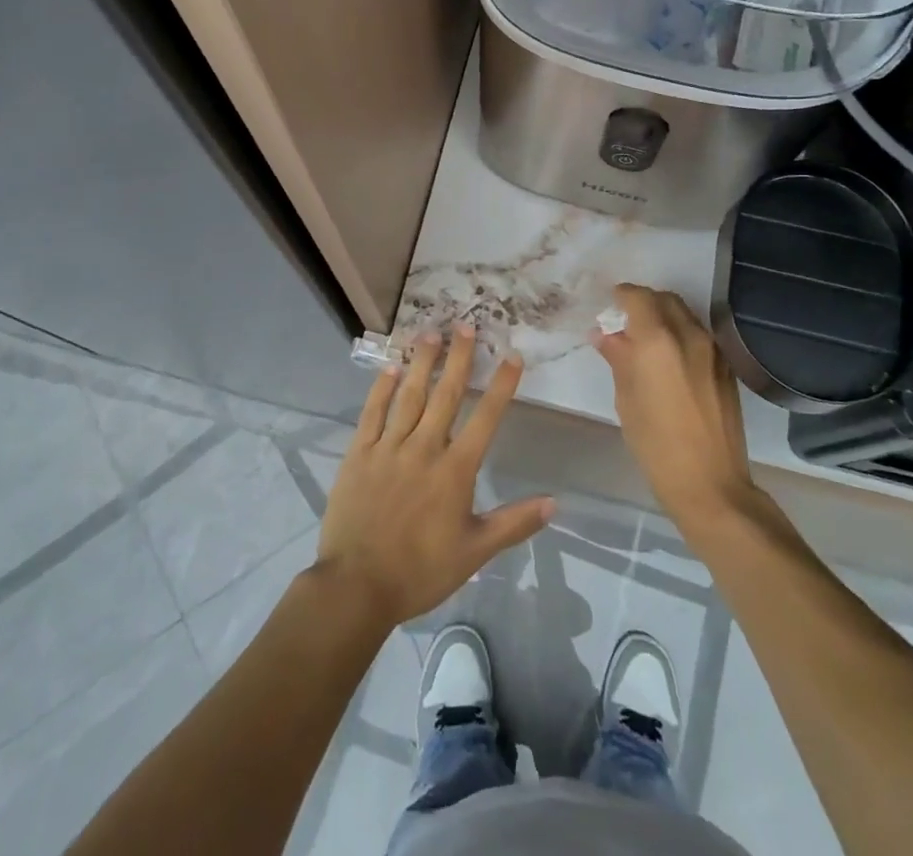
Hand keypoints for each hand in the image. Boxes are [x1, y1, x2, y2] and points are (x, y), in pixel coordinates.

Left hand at [314, 325, 554, 628]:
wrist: (357, 586)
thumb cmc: (421, 571)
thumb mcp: (475, 551)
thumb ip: (515, 523)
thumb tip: (555, 502)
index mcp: (455, 470)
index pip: (485, 418)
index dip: (501, 385)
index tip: (512, 356)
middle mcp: (425, 447)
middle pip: (446, 393)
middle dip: (460, 358)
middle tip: (467, 325)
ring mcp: (389, 447)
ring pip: (410, 394)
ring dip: (423, 361)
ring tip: (431, 333)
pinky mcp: (360, 453)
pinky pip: (373, 412)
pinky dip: (382, 387)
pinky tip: (391, 367)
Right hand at [593, 283, 757, 533]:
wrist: (711, 484)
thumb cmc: (656, 444)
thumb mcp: (626, 399)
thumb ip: (618, 358)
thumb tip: (606, 335)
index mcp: (658, 340)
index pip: (637, 297)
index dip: (620, 297)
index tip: (609, 308)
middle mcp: (689, 335)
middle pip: (665, 299)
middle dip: (643, 303)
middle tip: (625, 323)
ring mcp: (713, 350)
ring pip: (684, 315)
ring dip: (663, 317)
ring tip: (646, 342)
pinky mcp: (726, 367)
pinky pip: (699, 335)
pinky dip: (680, 334)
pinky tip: (669, 361)